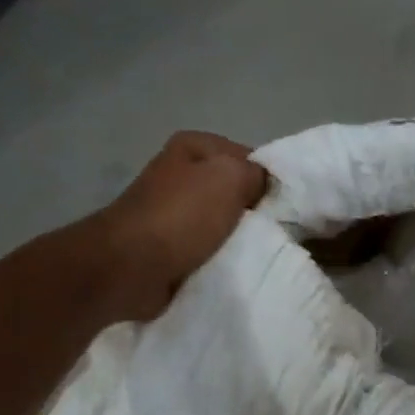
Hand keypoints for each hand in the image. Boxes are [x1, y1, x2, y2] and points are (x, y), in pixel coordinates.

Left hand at [97, 131, 268, 320]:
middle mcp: (180, 173)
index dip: (268, 181)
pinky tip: (233, 267)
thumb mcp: (230, 178)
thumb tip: (264, 185)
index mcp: (193, 146)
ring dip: (237, 238)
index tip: (284, 208)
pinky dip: (218, 257)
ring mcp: (172, 211)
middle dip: (254, 212)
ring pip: (222, 222)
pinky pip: (206, 248)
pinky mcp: (167, 245)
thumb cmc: (181, 216)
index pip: (247, 158)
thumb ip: (256, 173)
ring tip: (256, 252)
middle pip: (234, 191)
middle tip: (275, 232)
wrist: (130, 267)